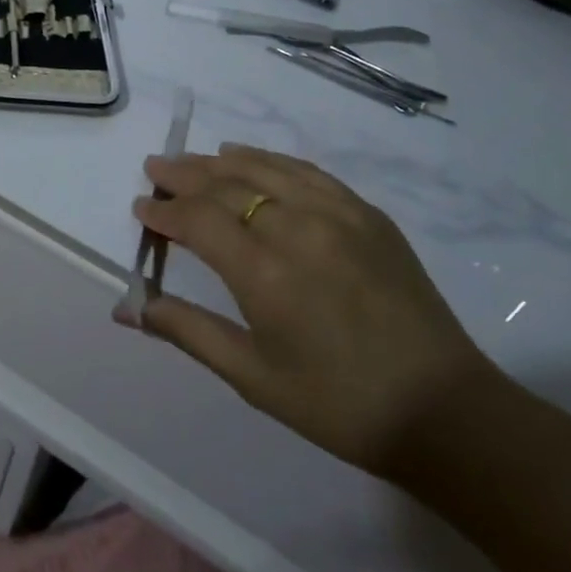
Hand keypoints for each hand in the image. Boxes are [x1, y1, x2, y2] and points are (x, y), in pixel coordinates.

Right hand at [126, 144, 504, 483]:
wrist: (443, 412)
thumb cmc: (338, 405)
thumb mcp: (253, 377)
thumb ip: (187, 330)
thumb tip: (127, 308)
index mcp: (265, 274)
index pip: (199, 220)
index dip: (165, 211)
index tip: (141, 208)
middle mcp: (298, 229)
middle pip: (226, 185)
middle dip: (183, 175)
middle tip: (154, 169)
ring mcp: (338, 215)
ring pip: (264, 169)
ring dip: (220, 161)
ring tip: (192, 160)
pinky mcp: (367, 214)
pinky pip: (306, 172)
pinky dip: (270, 160)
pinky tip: (251, 159)